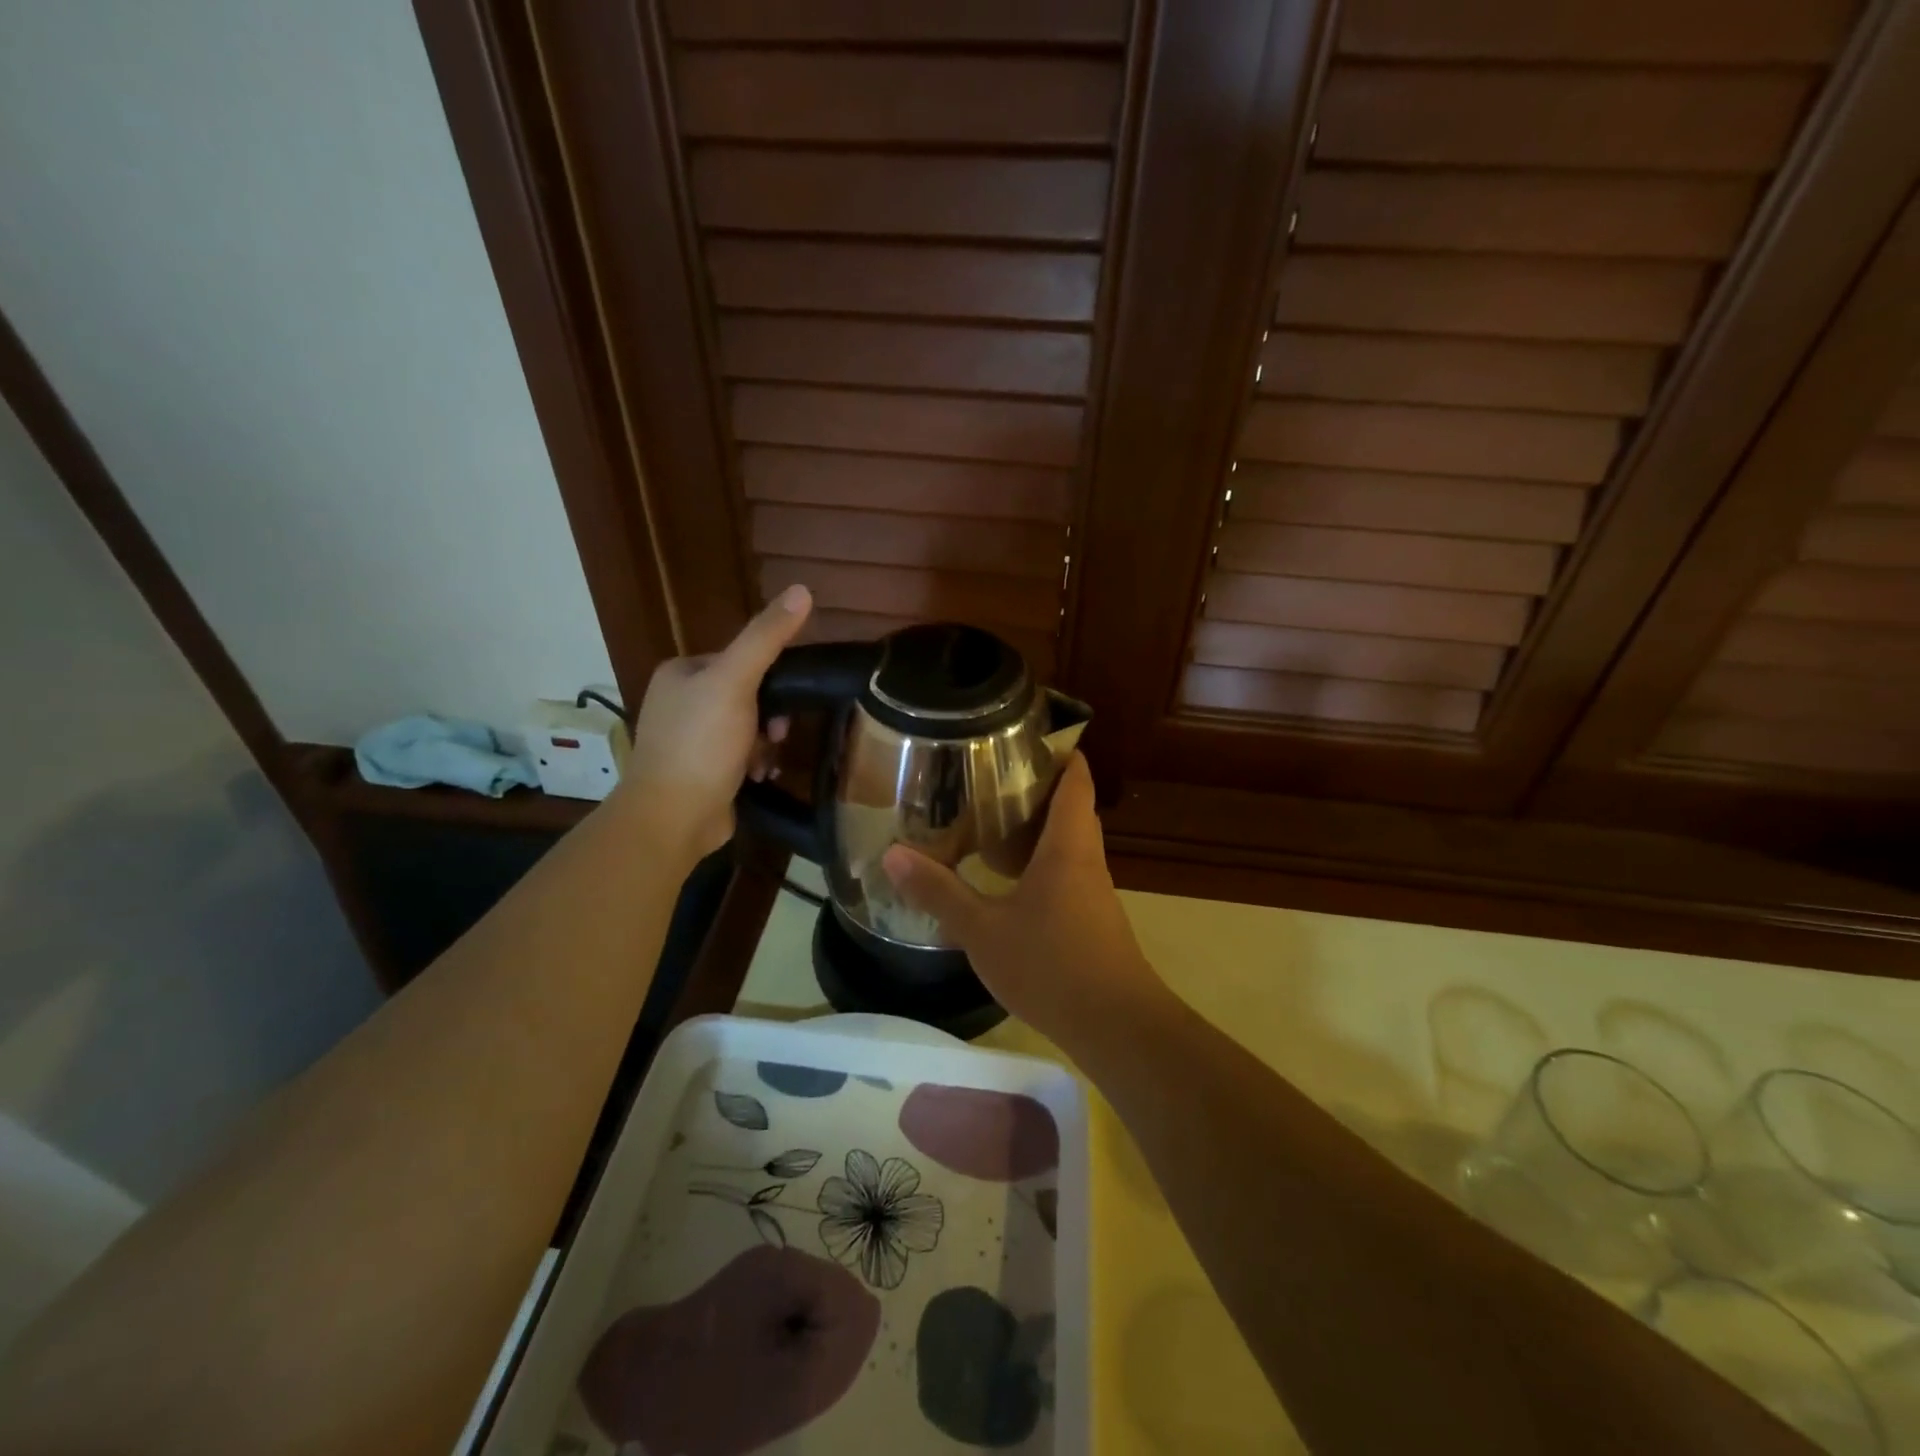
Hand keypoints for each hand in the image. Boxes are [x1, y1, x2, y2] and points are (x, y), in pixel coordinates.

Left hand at [618, 585, 810, 863]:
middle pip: (746, 695)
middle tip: (777, 735)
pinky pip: (740, 756)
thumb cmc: (701, 744)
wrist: (673, 817)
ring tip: (766, 762)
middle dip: (769, 716)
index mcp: (681, 674)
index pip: (740, 659)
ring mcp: (689, 740)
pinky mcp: (700, 772)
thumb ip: (766, 637)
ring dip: (765, 743)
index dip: (770, 678)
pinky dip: (755, 764)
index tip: (785, 701)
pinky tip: (760, 777)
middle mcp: (680, 702)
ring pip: (747, 728)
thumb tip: (803, 590)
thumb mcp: (736, 682)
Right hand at [880, 753, 1165, 1045]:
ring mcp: (1093, 893)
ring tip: (990, 822)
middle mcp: (1086, 860)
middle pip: (1071, 808)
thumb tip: (893, 854)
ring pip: (1067, 844)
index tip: (1026, 736)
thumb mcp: (983, 929)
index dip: (1060, 752)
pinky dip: (1039, 865)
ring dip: (1036, 830)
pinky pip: (1065, 875)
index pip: (1076, 780)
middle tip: (990, 777)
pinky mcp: (1091, 922)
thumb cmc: (1051, 964)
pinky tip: (1007, 883)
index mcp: (1068, 846)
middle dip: (1037, 788)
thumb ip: (939, 892)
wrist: (1115, 1026)